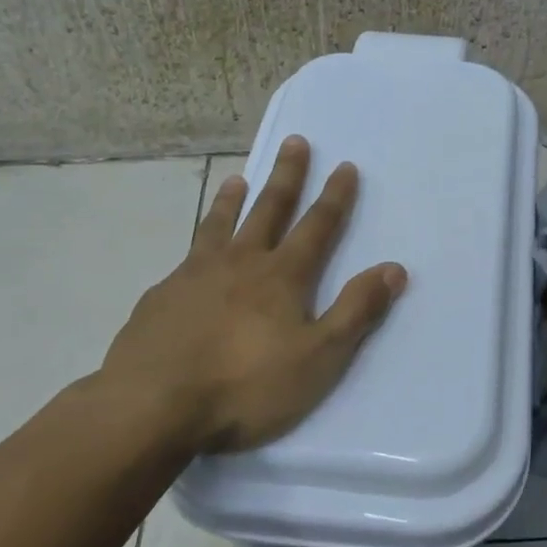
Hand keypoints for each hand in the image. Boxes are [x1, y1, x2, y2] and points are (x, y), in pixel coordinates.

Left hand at [95, 136, 407, 454]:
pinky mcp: (160, 297)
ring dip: (233, 199)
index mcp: (281, 276)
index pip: (317, 226)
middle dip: (286, 176)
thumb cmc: (245, 385)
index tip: (345, 166)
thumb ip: (356, 311)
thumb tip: (394, 269)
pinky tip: (191, 255)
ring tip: (239, 178)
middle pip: (268, 210)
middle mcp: (239, 263)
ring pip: (219, 225)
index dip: (335, 197)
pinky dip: (196, 244)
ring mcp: (194, 276)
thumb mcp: (318, 357)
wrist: (152, 405)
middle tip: (295, 142)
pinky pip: (185, 258)